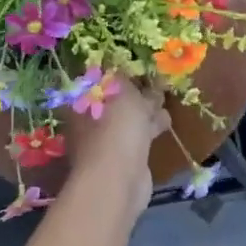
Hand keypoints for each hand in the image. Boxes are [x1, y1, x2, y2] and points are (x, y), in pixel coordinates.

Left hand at [61, 79, 168, 216]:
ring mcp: (106, 140)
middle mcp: (89, 120)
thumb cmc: (115, 126)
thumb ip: (125, 77)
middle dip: (135, 92)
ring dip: (146, 110)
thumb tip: (124, 68)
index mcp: (81, 101)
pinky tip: (164, 122)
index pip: (98, 80)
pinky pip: (138, 135)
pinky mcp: (124, 158)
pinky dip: (150, 128)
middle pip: (115, 100)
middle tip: (155, 82)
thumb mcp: (123, 89)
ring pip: (128, 119)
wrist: (118, 179)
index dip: (117, 72)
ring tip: (164, 100)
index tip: (137, 66)